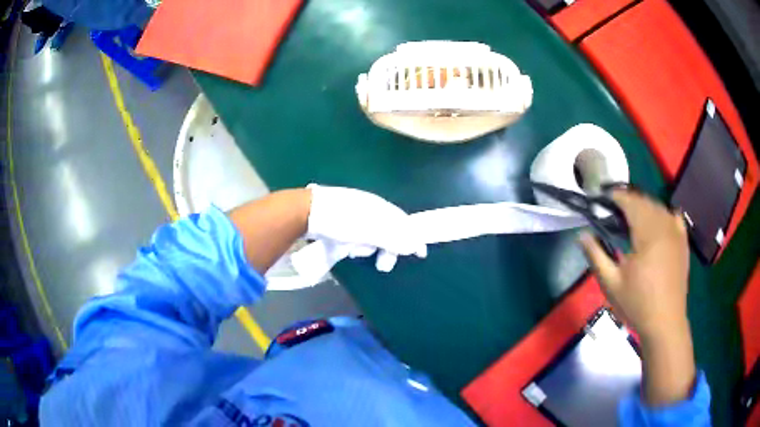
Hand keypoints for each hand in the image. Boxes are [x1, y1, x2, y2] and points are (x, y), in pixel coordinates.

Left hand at [306, 184, 426, 271]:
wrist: (308, 211)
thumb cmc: (342, 221)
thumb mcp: (371, 231)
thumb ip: (394, 239)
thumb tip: (415, 246)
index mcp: (380, 207)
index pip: (403, 222)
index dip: (412, 238)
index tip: (419, 254)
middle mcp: (370, 208)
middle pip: (387, 232)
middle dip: (386, 249)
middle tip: (383, 266)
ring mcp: (353, 214)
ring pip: (369, 237)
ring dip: (366, 247)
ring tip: (354, 251)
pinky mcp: (339, 222)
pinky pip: (354, 236)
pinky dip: (353, 244)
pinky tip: (344, 248)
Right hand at [579, 190, 694, 406]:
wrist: (665, 323)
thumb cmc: (637, 304)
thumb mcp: (611, 283)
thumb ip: (596, 255)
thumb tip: (582, 234)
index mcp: (647, 234)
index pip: (631, 202)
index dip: (616, 197)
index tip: (602, 198)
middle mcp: (664, 226)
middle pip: (645, 201)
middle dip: (628, 201)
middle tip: (613, 210)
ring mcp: (676, 233)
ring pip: (659, 207)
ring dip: (644, 207)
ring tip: (632, 217)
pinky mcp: (683, 242)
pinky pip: (674, 217)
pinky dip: (664, 214)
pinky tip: (658, 222)